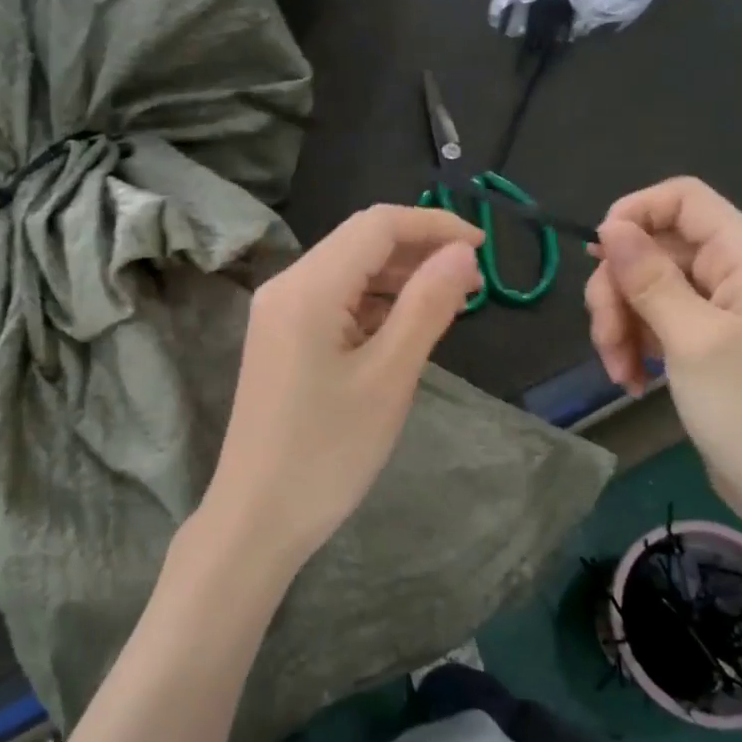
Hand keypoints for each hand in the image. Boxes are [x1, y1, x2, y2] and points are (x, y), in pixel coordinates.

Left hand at [196, 205, 483, 580]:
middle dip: (418, 251)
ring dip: (398, 278)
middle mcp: (286, 286)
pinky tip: (404, 326)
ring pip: (347, 272)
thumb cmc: (328, 452)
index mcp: (308, 287)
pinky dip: (373, 304)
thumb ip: (427, 305)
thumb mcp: (389, 377)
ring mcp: (277, 314)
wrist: (257, 516)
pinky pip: (333, 302)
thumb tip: (462, 253)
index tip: (484, 248)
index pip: (377, 224)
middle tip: (473, 282)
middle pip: (359, 243)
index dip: (434, 226)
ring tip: (448, 303)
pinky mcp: (279, 340)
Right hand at [585, 177, 741, 528]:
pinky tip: (632, 381)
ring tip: (619, 372)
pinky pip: (657, 321)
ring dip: (621, 325)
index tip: (597, 257)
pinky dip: (636, 346)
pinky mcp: (708, 340)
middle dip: (618, 291)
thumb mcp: (692, 340)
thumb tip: (610, 225)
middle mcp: (736, 271)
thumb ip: (649, 277)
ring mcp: (722, 308)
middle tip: (607, 340)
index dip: (632, 213)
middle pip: (654, 248)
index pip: (682, 198)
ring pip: (646, 288)